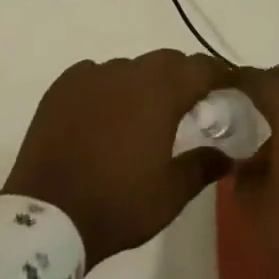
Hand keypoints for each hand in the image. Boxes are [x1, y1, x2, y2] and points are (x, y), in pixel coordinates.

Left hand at [3, 50, 234, 264]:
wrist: (47, 216)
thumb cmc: (117, 205)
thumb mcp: (170, 195)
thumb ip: (203, 166)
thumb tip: (230, 153)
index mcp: (160, 91)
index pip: (200, 68)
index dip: (219, 73)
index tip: (231, 84)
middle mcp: (129, 71)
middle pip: (166, 62)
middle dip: (183, 77)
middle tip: (190, 104)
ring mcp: (93, 74)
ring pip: (130, 68)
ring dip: (143, 84)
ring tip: (143, 115)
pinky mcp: (64, 85)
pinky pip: (96, 75)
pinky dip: (108, 89)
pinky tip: (105, 115)